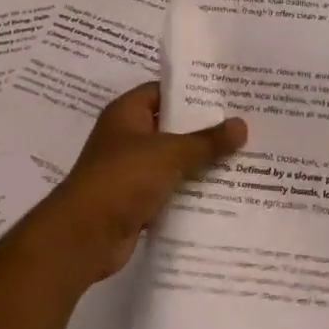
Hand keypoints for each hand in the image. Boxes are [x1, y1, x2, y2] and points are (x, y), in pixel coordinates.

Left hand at [32, 82, 246, 287]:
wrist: (83, 237)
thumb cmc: (122, 179)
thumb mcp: (170, 153)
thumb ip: (207, 141)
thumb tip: (242, 125)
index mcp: (127, 114)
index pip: (163, 91)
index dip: (193, 90)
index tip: (228, 92)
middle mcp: (127, 138)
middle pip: (172, 125)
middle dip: (205, 128)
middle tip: (245, 122)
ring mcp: (131, 170)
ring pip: (174, 160)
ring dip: (201, 161)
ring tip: (244, 154)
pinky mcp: (137, 200)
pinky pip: (171, 188)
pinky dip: (192, 190)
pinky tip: (225, 189)